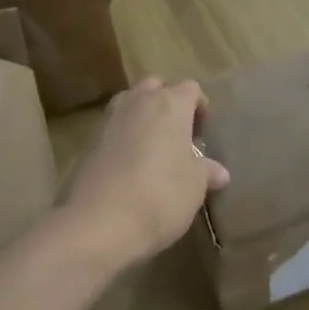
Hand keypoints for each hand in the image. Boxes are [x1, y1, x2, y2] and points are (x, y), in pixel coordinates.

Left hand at [61, 77, 230, 269]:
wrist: (99, 222)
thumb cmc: (161, 196)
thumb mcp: (194, 186)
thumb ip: (206, 172)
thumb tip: (220, 173)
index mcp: (170, 104)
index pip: (191, 88)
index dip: (200, 107)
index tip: (202, 135)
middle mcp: (138, 102)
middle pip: (156, 87)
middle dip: (168, 104)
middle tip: (177, 136)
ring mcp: (109, 119)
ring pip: (130, 102)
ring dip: (143, 116)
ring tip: (153, 149)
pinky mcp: (89, 141)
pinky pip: (112, 127)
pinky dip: (123, 136)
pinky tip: (129, 166)